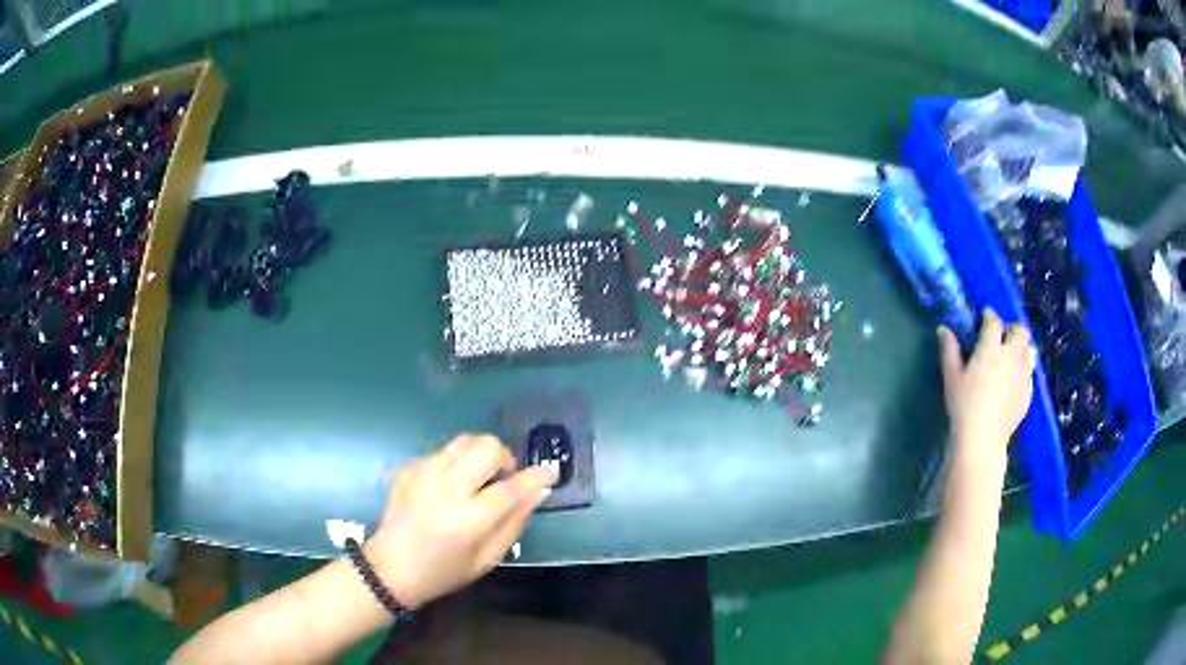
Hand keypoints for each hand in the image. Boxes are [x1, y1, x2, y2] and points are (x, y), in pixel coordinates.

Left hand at [363, 434, 557, 610]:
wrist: (392, 567)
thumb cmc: (445, 570)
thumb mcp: (488, 558)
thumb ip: (515, 523)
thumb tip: (539, 491)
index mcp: (468, 520)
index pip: (511, 488)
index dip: (535, 476)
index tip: (550, 472)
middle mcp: (445, 490)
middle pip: (486, 447)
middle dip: (504, 457)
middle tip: (503, 477)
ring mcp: (423, 474)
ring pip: (464, 441)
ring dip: (479, 455)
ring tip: (476, 478)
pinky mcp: (409, 468)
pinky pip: (442, 452)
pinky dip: (454, 464)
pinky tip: (447, 488)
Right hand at [938, 308, 1035, 455]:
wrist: (982, 439)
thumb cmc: (963, 406)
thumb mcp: (951, 377)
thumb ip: (949, 350)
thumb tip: (943, 329)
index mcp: (991, 348)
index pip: (994, 321)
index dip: (989, 315)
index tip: (983, 317)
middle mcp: (1011, 355)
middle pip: (1020, 331)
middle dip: (1012, 328)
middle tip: (1001, 336)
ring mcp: (1023, 374)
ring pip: (1030, 350)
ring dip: (1021, 347)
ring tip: (1011, 356)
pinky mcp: (1028, 392)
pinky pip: (1030, 372)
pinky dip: (1023, 369)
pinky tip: (1013, 379)